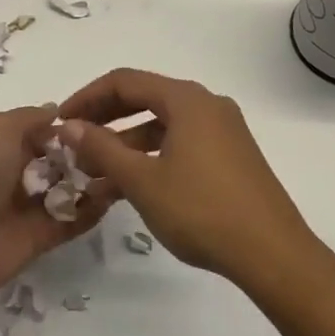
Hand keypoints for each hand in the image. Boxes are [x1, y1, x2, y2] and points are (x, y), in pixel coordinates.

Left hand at [0, 104, 118, 300]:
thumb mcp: (1, 128)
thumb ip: (32, 118)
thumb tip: (58, 111)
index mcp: (8, 145)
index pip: (48, 134)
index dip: (73, 129)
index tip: (105, 122)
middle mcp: (21, 174)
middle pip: (63, 162)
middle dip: (89, 155)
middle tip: (121, 147)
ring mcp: (32, 207)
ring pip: (71, 191)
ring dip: (95, 181)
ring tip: (124, 169)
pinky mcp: (42, 238)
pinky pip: (73, 221)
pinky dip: (92, 210)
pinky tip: (114, 196)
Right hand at [58, 68, 313, 290]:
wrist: (274, 254)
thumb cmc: (202, 211)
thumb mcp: (143, 180)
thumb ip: (102, 148)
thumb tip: (69, 126)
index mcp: (186, 99)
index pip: (125, 81)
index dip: (87, 98)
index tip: (60, 121)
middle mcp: (206, 104)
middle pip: (144, 98)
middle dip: (105, 119)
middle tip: (74, 143)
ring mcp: (223, 129)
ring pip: (162, 124)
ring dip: (126, 142)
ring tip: (95, 173)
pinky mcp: (231, 155)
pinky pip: (181, 142)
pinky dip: (152, 155)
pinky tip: (131, 185)